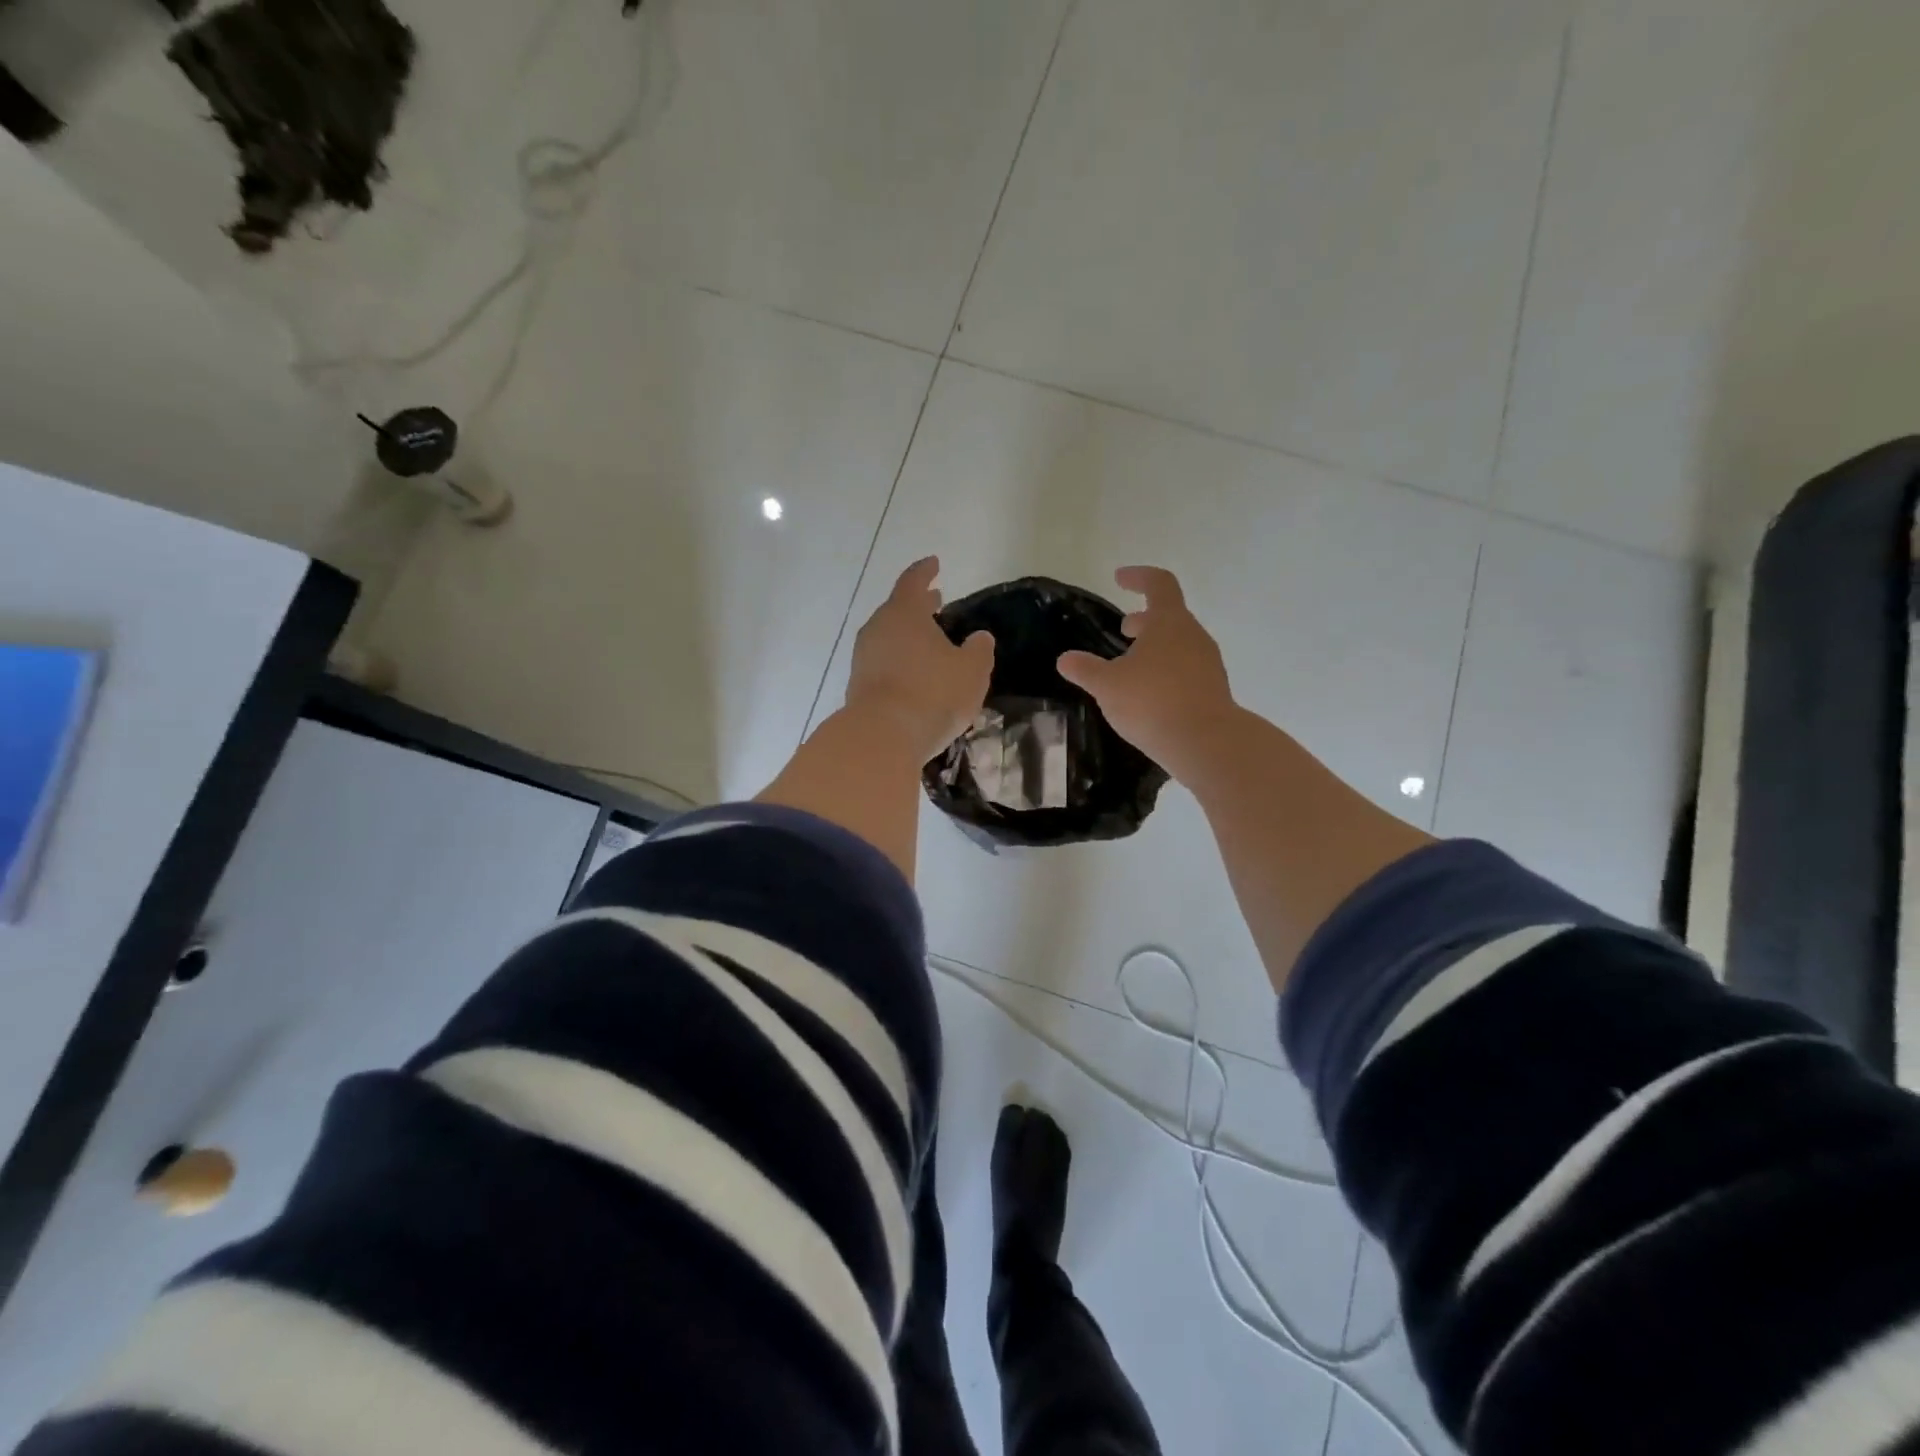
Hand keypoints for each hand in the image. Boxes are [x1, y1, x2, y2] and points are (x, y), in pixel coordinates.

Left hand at [846, 556, 994, 762]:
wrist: (882, 737)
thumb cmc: (933, 694)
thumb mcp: (971, 671)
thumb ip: (979, 651)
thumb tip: (980, 638)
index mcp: (904, 613)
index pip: (914, 581)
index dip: (925, 571)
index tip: (934, 563)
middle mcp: (878, 629)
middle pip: (898, 609)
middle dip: (918, 606)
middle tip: (936, 602)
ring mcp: (863, 658)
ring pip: (889, 637)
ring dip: (908, 636)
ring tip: (928, 642)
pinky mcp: (858, 685)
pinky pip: (883, 663)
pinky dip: (899, 661)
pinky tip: (914, 674)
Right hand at [1056, 566, 1235, 777]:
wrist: (1206, 743)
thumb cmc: (1153, 702)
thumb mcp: (1108, 686)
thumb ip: (1085, 670)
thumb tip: (1065, 659)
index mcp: (1169, 622)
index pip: (1158, 584)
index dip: (1138, 576)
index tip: (1119, 578)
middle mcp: (1193, 635)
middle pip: (1170, 615)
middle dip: (1144, 619)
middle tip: (1124, 630)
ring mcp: (1208, 663)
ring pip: (1179, 644)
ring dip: (1155, 647)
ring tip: (1132, 667)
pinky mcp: (1213, 689)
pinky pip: (1187, 669)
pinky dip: (1167, 671)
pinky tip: (1150, 695)